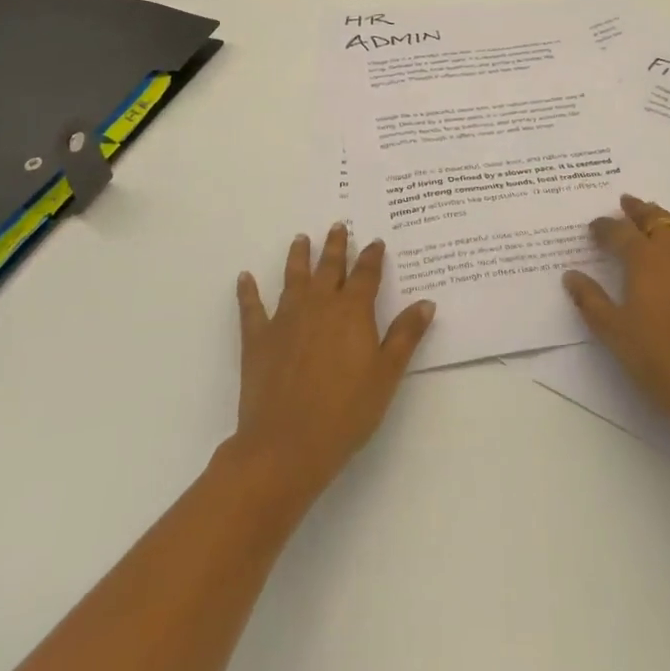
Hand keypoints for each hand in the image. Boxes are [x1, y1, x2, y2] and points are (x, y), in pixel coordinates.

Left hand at [230, 225, 435, 506]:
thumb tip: (426, 303)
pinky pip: (252, 308)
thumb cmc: (345, 412)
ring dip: (298, 256)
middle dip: (336, 245)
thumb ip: (405, 336)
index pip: (366, 274)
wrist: (286, 445)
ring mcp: (286, 319)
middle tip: (337, 225)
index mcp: (352, 311)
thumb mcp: (386, 375)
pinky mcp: (258, 338)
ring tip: (300, 239)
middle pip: (330, 267)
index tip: (375, 242)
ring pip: (294, 278)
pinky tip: (244, 277)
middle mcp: (319, 304)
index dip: (372, 257)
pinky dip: (247, 291)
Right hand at [562, 195, 669, 441]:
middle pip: (654, 218)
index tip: (593, 227)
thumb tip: (571, 276)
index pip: (619, 232)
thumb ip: (591, 300)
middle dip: (638, 209)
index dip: (604, 227)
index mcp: (644, 258)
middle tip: (626, 201)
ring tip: (653, 217)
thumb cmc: (660, 357)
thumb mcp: (615, 332)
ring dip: (663, 218)